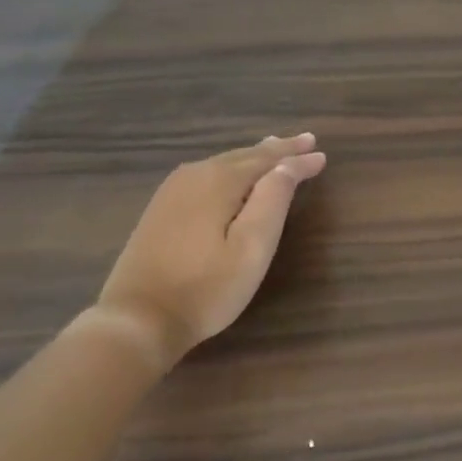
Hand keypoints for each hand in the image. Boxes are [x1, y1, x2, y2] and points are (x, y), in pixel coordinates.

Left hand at [94, 134, 325, 365]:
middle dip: (277, 150)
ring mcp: (172, 191)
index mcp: (219, 181)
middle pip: (244, 155)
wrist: (138, 319)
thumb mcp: (252, 247)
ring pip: (222, 163)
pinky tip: (231, 173)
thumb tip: (289, 164)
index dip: (297, 159)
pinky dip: (229, 169)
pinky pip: (205, 175)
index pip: (268, 161)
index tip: (323, 156)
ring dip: (252, 157)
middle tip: (305, 141)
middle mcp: (194, 175)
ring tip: (274, 148)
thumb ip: (273, 200)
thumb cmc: (206, 288)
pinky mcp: (160, 209)